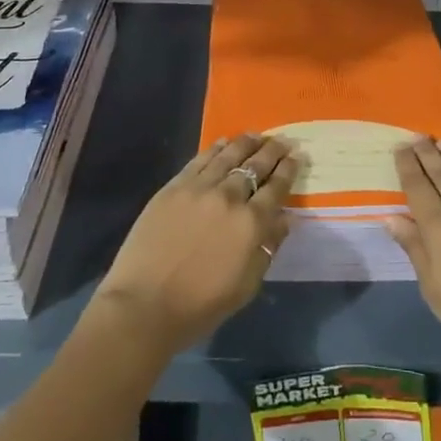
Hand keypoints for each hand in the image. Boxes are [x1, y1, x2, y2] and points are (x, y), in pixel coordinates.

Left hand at [93, 134, 299, 352]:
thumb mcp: (246, 286)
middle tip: (283, 140)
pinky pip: (200, 159)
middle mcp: (229, 198)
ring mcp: (199, 188)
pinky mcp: (174, 187)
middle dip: (272, 151)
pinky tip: (224, 142)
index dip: (289, 170)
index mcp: (251, 224)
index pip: (276, 188)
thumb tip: (283, 220)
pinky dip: (216, 148)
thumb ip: (267, 248)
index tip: (297, 156)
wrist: (144, 305)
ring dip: (246, 143)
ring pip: (228, 155)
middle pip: (255, 166)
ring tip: (257, 135)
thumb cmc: (200, 306)